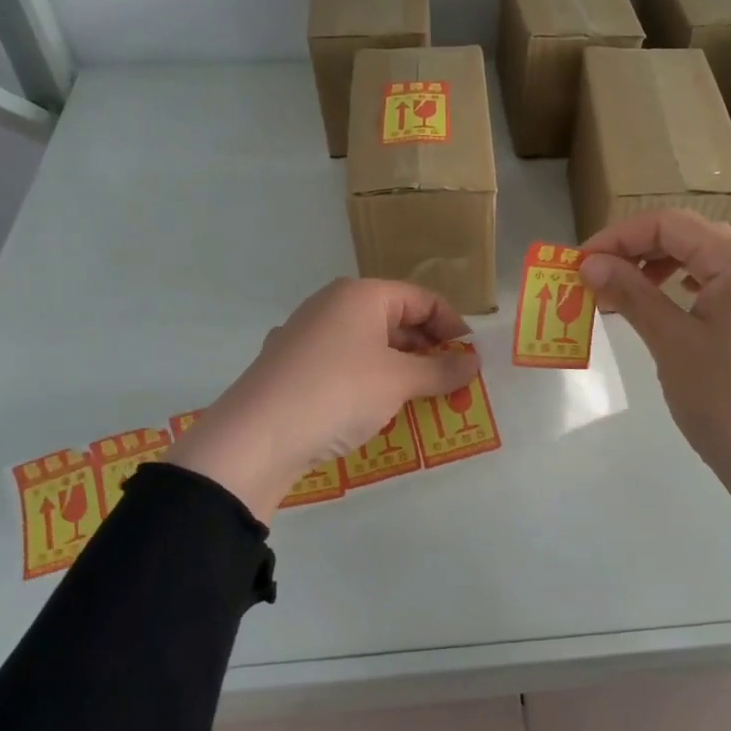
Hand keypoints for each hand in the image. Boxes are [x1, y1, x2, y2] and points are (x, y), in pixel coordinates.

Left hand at [166, 278, 480, 521]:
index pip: (422, 299)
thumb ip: (441, 370)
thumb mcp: (399, 381)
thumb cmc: (339, 392)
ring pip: (368, 345)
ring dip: (399, 369)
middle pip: (395, 319)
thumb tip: (473, 363)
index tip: (471, 360)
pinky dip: (367, 381)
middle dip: (427, 350)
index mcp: (361, 294)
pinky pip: (343, 366)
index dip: (453, 327)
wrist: (256, 436)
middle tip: (450, 383)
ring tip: (420, 399)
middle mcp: (331, 305)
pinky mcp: (291, 367)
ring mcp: (306, 335)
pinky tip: (374, 409)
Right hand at [580, 210, 730, 540]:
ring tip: (618, 291)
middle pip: (687, 235)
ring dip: (656, 266)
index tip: (579, 263)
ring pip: (701, 259)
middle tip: (593, 277)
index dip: (618, 236)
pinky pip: (717, 283)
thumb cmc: (725, 402)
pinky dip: (681, 286)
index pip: (669, 224)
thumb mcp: (671, 344)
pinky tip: (659, 303)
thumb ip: (632, 293)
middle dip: (634, 249)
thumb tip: (590, 263)